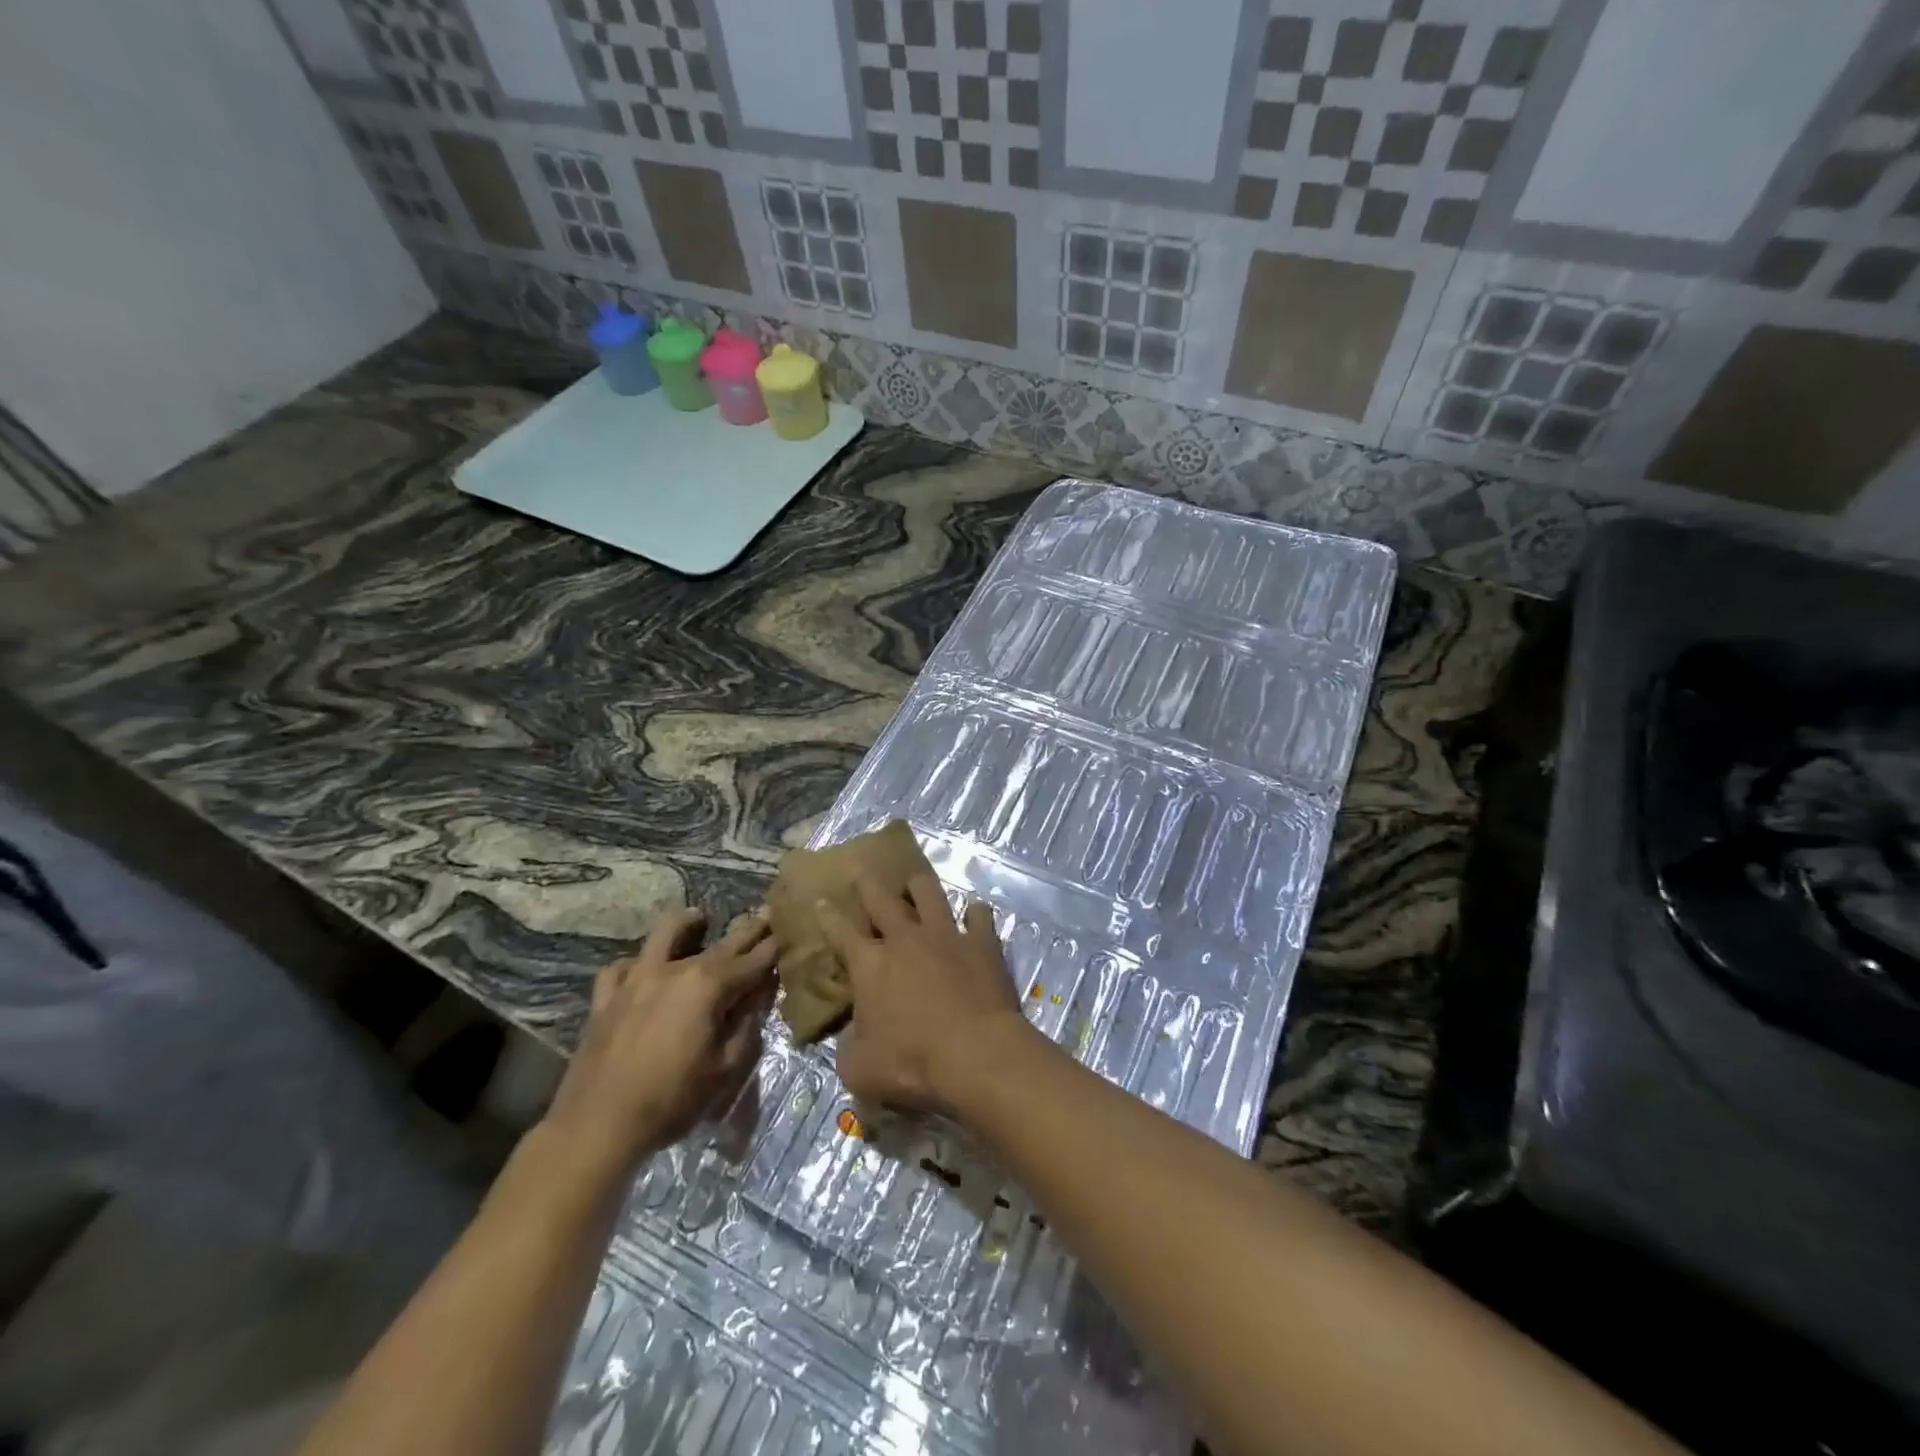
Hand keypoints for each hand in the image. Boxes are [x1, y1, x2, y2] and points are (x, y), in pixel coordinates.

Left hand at [543, 907, 775, 1182]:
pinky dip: (635, 965)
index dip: (774, 948)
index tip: (789, 932)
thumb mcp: (725, 1068)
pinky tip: (641, 971)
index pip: (754, 960)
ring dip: (687, 924)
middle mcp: (676, 970)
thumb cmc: (672, 1100)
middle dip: (748, 929)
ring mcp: (636, 979)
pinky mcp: (606, 998)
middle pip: (721, 943)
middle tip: (765, 915)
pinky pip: (620, 968)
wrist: (598, 1125)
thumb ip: (746, 1024)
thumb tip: (761, 993)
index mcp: (709, 986)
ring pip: (664, 934)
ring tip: (698, 919)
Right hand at [815, 871, 1031, 1113]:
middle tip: (861, 870)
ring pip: (929, 895)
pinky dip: (976, 914)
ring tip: (914, 877)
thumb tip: (853, 1038)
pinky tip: (976, 912)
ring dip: (919, 885)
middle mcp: (905, 940)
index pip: (841, 933)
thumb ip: (850, 1048)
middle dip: (868, 884)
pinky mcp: (981, 944)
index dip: (828, 917)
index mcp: (870, 966)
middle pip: (882, 901)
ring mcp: (946, 936)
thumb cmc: (912, 1063)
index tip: (820, 901)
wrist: (976, 1054)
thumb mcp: (861, 1069)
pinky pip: (980, 917)